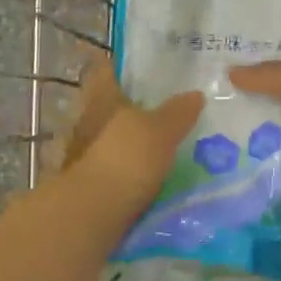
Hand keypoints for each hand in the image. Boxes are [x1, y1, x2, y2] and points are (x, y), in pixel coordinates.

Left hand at [63, 59, 202, 208]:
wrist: (92, 215)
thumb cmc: (124, 159)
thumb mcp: (160, 131)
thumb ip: (178, 112)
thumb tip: (195, 94)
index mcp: (101, 98)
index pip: (107, 69)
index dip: (125, 65)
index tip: (150, 68)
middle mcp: (88, 120)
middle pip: (111, 105)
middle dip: (136, 107)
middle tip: (171, 108)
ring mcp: (85, 153)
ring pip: (113, 138)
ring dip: (134, 141)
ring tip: (169, 144)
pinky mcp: (90, 183)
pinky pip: (115, 167)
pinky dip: (131, 169)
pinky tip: (155, 175)